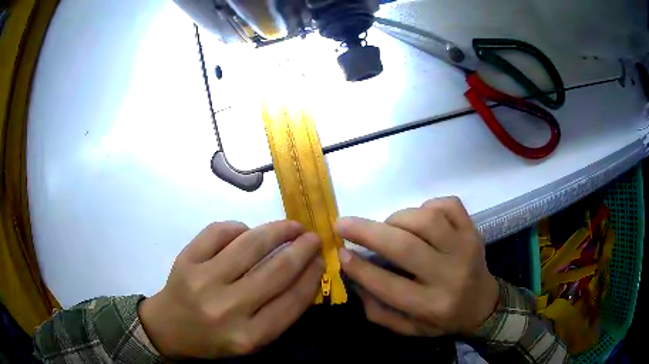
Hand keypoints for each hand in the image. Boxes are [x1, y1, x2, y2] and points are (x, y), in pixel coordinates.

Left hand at [138, 220, 322, 358]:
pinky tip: (246, 231)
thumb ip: (278, 314)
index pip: (291, 301)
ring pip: (250, 245)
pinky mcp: (186, 260)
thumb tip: (304, 274)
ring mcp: (203, 281)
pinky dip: (238, 227)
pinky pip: (219, 232)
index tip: (322, 260)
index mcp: (248, 336)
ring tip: (291, 226)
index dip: (312, 276)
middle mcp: (227, 309)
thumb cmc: (214, 338)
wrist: (169, 328)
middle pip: (275, 271)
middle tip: (313, 237)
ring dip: (277, 230)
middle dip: (301, 250)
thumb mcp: (251, 340)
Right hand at [338, 197, 498, 336]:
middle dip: (368, 232)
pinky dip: (428, 205)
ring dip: (398, 218)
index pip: (389, 285)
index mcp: (431, 306)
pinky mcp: (473, 231)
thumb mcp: (407, 328)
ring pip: (427, 220)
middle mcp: (450, 276)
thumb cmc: (441, 319)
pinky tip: (419, 219)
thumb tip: (352, 276)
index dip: (360, 268)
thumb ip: (377, 310)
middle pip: (405, 247)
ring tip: (389, 227)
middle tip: (343, 224)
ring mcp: (465, 249)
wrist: (482, 305)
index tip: (340, 252)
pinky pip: (449, 205)